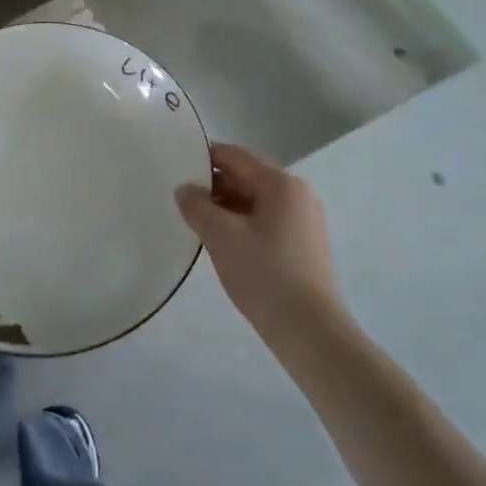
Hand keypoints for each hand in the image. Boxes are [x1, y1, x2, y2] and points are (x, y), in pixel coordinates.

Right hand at [176, 143, 339, 338]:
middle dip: (214, 185)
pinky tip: (223, 242)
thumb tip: (185, 190)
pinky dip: (242, 223)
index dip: (204, 157)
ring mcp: (304, 220)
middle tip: (182, 199)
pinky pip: (266, 220)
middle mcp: (297, 194)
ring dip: (226, 207)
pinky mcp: (304, 244)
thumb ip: (197, 206)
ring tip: (197, 222)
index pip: (236, 156)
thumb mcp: (221, 236)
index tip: (176, 166)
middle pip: (247, 177)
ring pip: (256, 201)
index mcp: (281, 183)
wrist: (309, 330)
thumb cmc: (264, 274)